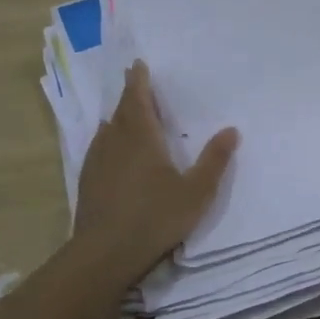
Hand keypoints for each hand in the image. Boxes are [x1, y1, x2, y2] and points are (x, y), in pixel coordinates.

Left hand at [73, 61, 238, 282]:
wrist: (104, 253)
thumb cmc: (155, 217)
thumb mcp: (196, 191)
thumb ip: (214, 160)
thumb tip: (231, 129)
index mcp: (141, 137)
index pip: (137, 99)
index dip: (138, 81)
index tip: (138, 65)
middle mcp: (115, 142)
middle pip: (121, 111)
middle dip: (129, 95)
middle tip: (135, 82)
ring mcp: (97, 161)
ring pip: (107, 129)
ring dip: (118, 117)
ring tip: (126, 113)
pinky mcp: (88, 181)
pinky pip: (99, 148)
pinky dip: (107, 139)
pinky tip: (111, 150)